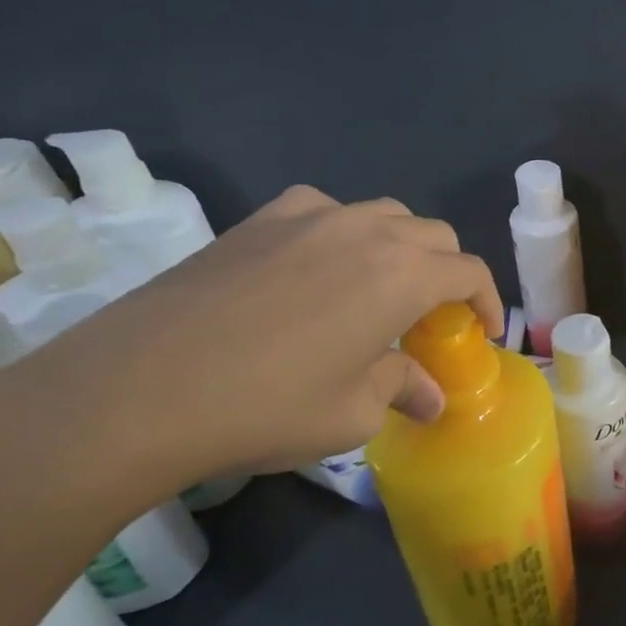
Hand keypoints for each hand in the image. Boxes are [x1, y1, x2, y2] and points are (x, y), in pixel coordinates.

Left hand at [0, 188, 504, 514]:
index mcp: (403, 275)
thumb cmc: (266, 407)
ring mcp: (309, 218)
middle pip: (433, 235)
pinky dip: (341, 231)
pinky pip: (322, 210)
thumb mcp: (351, 414)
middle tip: (431, 318)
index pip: (469, 272)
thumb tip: (431, 398)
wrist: (137, 390)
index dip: (487, 302)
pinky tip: (317, 265)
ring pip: (381, 214)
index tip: (484, 334)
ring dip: (399, 247)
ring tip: (379, 288)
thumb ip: (402, 391)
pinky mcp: (258, 221)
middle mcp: (366, 232)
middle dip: (447, 273)